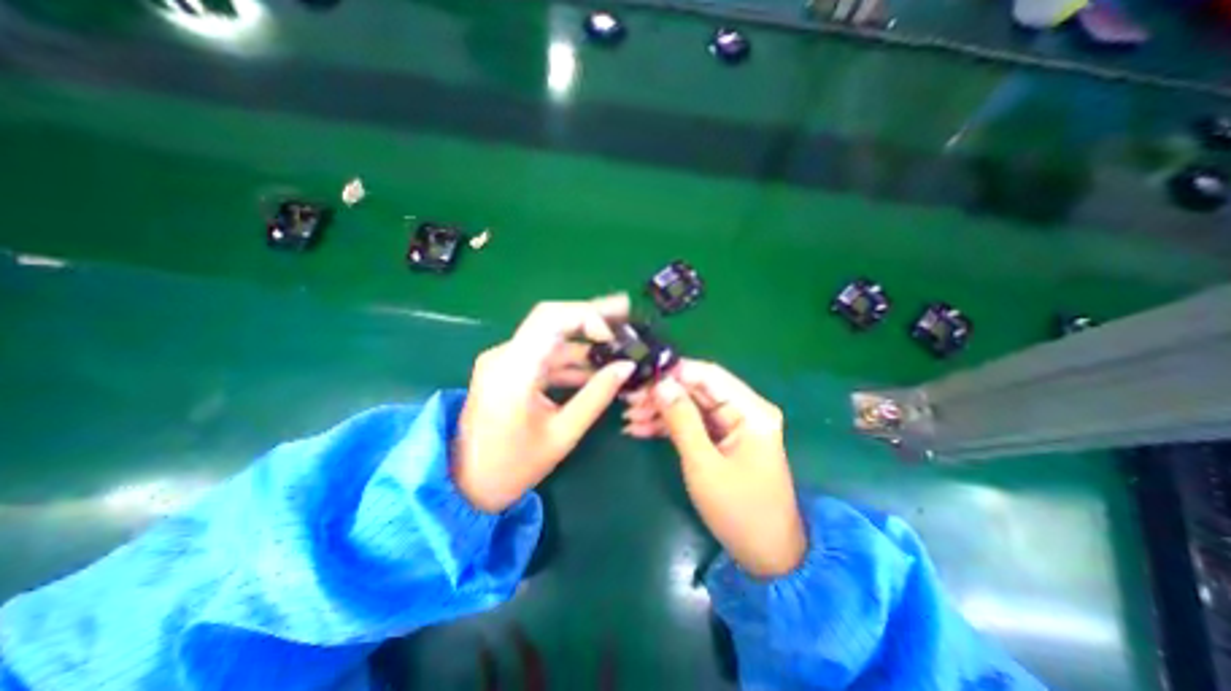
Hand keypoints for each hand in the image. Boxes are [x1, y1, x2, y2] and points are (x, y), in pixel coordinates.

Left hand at [455, 293, 639, 512]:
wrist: (465, 485)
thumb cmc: (512, 467)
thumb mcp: (562, 434)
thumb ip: (597, 396)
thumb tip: (626, 366)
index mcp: (513, 371)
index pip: (550, 319)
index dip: (586, 317)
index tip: (613, 335)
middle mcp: (504, 355)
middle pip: (551, 319)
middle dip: (590, 315)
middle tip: (624, 312)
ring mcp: (503, 360)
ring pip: (550, 336)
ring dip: (583, 339)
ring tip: (617, 342)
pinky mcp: (507, 369)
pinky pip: (543, 355)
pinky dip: (570, 359)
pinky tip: (594, 367)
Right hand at [626, 361, 808, 577]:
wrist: (767, 555)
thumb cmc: (739, 511)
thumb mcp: (704, 464)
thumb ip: (681, 420)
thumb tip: (660, 384)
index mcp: (750, 410)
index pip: (708, 375)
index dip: (673, 372)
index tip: (641, 378)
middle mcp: (744, 409)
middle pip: (696, 389)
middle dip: (661, 394)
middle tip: (628, 400)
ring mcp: (733, 424)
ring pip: (690, 405)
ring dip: (660, 410)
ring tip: (628, 417)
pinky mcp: (723, 438)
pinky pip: (692, 423)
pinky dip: (667, 426)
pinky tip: (640, 429)